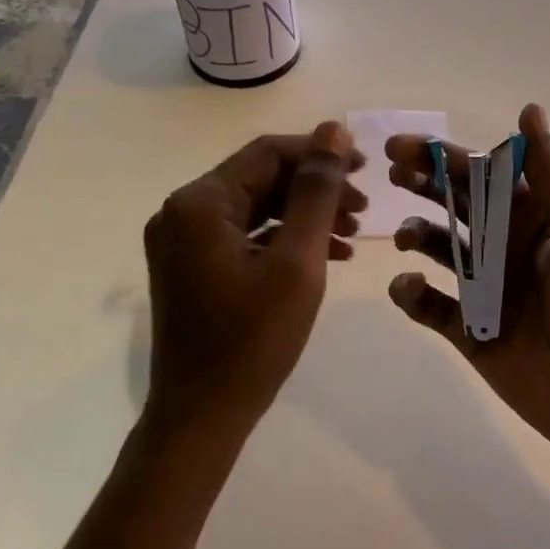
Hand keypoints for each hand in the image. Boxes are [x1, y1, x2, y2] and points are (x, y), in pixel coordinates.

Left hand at [145, 122, 366, 430]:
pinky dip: (284, 240)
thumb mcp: (297, 260)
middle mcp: (182, 212)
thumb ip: (317, 191)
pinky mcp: (192, 267)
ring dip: (305, 215)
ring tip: (354, 234)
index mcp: (199, 202)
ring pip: (255, 208)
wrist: (202, 418)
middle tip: (365, 209)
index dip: (320, 154)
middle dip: (316, 189)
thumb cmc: (253, 340)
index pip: (268, 153)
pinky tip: (326, 255)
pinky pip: (244, 236)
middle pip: (260, 178)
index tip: (367, 170)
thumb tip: (333, 130)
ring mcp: (183, 242)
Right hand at [385, 104, 549, 465]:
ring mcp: (485, 289)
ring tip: (406, 236)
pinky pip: (429, 306)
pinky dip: (411, 293)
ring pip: (438, 250)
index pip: (483, 176)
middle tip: (392, 174)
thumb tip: (528, 109)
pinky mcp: (469, 331)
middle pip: (455, 205)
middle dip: (423, 185)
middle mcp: (506, 247)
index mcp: (534, 218)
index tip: (403, 148)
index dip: (445, 158)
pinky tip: (408, 287)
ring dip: (417, 234)